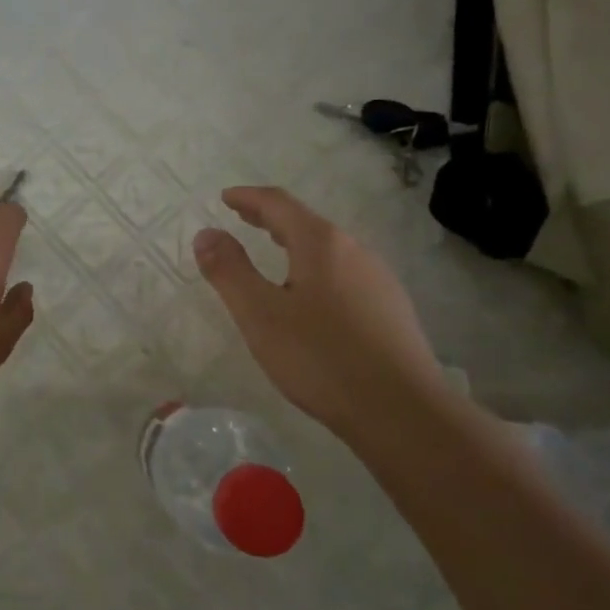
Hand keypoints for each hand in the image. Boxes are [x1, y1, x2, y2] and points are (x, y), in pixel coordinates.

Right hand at [194, 186, 448, 440]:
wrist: (402, 412)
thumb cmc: (321, 358)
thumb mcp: (260, 315)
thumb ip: (229, 271)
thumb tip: (206, 233)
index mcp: (321, 244)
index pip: (279, 204)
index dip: (248, 198)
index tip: (225, 198)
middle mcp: (355, 252)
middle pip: (306, 223)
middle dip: (270, 218)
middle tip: (242, 217)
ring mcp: (378, 280)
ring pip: (328, 250)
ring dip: (295, 244)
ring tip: (273, 254)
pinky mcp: (390, 310)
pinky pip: (344, 274)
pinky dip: (316, 269)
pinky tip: (311, 297)